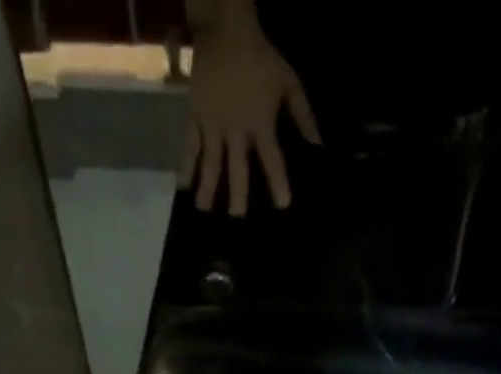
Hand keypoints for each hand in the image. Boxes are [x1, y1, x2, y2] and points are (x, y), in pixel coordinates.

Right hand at [179, 16, 319, 214]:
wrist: (225, 29)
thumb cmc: (260, 57)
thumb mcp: (288, 82)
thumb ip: (303, 115)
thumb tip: (318, 144)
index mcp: (260, 122)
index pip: (272, 158)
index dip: (278, 181)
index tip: (283, 204)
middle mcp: (236, 129)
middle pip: (238, 167)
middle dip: (238, 193)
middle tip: (237, 217)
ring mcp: (214, 124)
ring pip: (211, 161)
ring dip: (208, 187)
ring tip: (204, 210)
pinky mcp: (196, 116)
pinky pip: (190, 144)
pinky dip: (185, 164)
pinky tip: (182, 184)